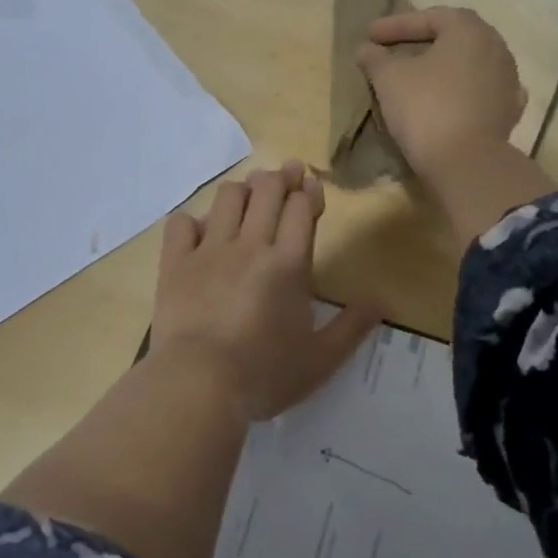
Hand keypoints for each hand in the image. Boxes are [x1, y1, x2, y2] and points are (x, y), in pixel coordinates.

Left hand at [152, 160, 381, 420]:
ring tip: (249, 196)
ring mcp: (209, 249)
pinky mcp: (175, 262)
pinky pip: (181, 222)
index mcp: (288, 264)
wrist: (199, 384)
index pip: (301, 208)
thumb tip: (382, 303)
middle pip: (267, 190)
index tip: (311, 186)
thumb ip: (352, 327)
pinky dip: (193, 220)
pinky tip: (201, 231)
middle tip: (287, 174)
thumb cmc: (265, 374)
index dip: (308, 191)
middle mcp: (250, 245)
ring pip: (228, 197)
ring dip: (243, 190)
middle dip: (281, 176)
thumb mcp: (320, 360)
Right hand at [355, 7, 527, 180]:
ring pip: (469, 64)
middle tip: (395, 48)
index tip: (370, 35)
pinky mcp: (508, 112)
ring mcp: (508, 81)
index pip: (429, 17)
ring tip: (418, 76)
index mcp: (470, 30)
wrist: (467, 163)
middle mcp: (496, 48)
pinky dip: (459, 91)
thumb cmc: (425, 108)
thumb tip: (366, 49)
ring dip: (442, 67)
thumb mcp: (389, 79)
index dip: (396, 25)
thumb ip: (375, 58)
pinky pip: (479, 91)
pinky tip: (446, 99)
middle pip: (454, 37)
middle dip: (423, 41)